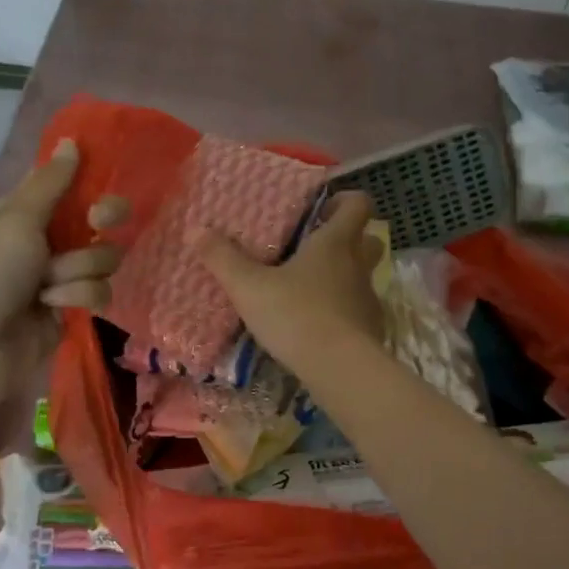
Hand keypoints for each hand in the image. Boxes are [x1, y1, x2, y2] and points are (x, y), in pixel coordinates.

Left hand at [0, 139, 125, 409]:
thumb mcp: (14, 221)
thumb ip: (50, 184)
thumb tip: (71, 141)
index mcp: (23, 213)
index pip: (68, 187)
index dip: (90, 184)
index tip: (101, 181)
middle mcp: (43, 242)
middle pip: (97, 222)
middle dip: (100, 224)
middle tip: (100, 221)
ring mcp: (57, 279)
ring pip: (101, 261)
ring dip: (79, 271)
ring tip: (49, 289)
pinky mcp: (68, 313)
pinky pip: (96, 294)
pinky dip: (78, 298)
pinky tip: (54, 308)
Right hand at [195, 191, 384, 375]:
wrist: (340, 368)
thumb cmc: (296, 315)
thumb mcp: (249, 288)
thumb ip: (223, 259)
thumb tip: (196, 230)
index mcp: (335, 243)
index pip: (358, 204)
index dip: (345, 200)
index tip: (322, 209)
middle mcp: (358, 266)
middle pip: (369, 240)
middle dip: (349, 239)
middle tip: (315, 248)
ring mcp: (368, 299)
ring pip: (363, 277)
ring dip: (343, 278)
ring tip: (309, 290)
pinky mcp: (371, 330)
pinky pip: (358, 311)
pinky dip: (343, 312)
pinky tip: (317, 326)